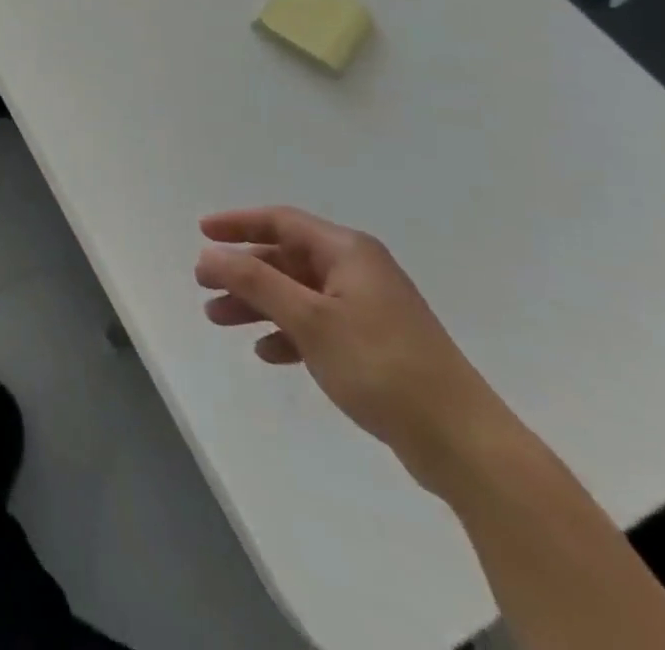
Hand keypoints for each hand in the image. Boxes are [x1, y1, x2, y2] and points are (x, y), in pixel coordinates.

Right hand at [195, 207, 512, 493]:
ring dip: (258, 304)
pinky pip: (317, 325)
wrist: (463, 443)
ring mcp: (368, 308)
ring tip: (219, 320)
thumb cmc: (382, 366)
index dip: (238, 224)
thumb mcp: (309, 319)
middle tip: (203, 285)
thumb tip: (209, 254)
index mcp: (348, 252)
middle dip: (243, 271)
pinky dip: (288, 332)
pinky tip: (267, 352)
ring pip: (298, 293)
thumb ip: (255, 282)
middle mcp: (358, 270)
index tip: (201, 232)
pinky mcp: (375, 344)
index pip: (282, 221)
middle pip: (286, 258)